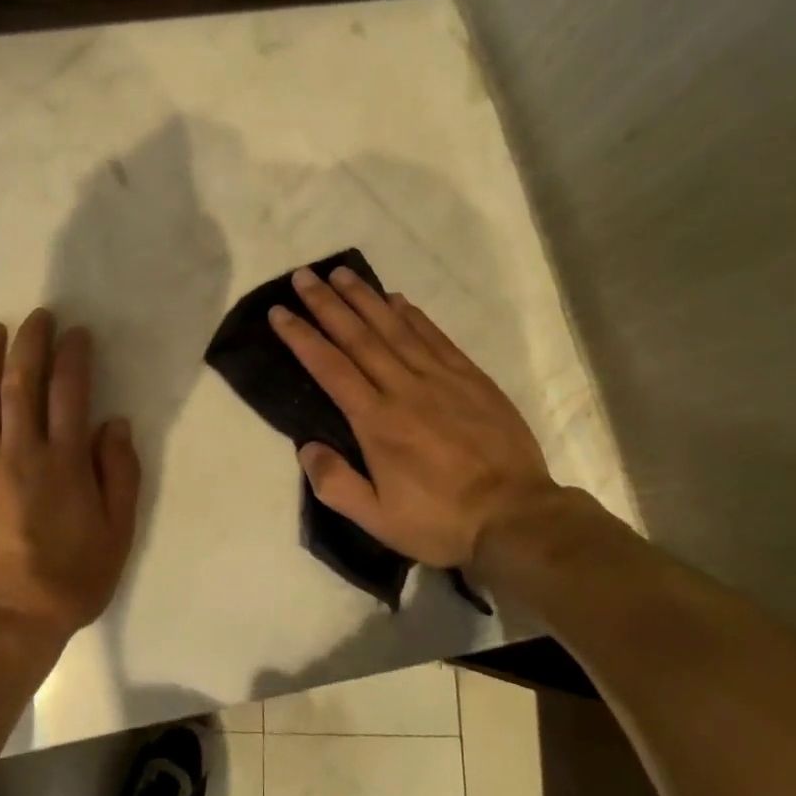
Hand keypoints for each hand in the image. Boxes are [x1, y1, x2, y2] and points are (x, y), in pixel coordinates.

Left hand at [0, 309, 141, 646]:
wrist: (1, 625)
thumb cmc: (66, 581)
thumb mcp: (116, 534)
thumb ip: (119, 474)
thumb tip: (114, 423)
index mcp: (64, 462)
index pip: (71, 392)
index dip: (74, 356)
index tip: (75, 332)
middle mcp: (19, 451)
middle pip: (23, 383)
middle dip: (30, 343)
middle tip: (36, 316)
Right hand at [269, 267, 558, 569]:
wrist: (517, 517)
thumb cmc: (441, 521)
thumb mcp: (378, 520)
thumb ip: (335, 483)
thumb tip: (305, 446)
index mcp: (376, 421)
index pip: (329, 367)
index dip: (302, 336)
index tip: (279, 311)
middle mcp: (403, 389)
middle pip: (358, 336)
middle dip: (327, 303)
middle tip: (303, 276)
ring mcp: (440, 379)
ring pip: (395, 328)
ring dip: (365, 298)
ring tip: (341, 273)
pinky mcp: (471, 378)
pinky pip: (435, 337)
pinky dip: (413, 315)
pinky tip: (396, 299)